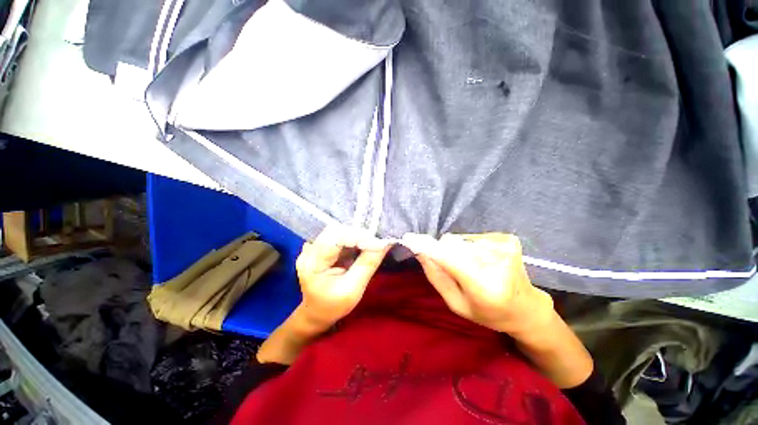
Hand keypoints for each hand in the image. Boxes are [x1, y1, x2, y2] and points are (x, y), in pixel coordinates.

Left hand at [295, 225, 390, 327]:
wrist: (317, 312)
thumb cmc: (333, 306)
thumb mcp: (353, 289)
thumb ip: (368, 264)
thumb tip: (385, 242)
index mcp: (312, 262)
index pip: (335, 238)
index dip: (358, 236)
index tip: (378, 243)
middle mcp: (310, 250)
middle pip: (337, 230)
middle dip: (359, 234)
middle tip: (377, 243)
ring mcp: (314, 246)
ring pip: (339, 230)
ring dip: (357, 236)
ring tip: (371, 245)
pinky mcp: (321, 246)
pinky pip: (340, 235)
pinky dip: (354, 238)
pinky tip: (362, 246)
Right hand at [402, 233, 553, 336]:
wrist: (527, 308)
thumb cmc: (489, 313)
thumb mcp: (457, 304)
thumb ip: (437, 277)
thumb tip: (421, 252)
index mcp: (485, 287)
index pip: (449, 259)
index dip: (428, 247)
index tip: (409, 238)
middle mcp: (497, 263)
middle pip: (452, 244)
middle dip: (444, 252)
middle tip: (454, 269)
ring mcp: (505, 247)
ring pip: (460, 239)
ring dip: (457, 250)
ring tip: (471, 266)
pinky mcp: (508, 238)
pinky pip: (472, 236)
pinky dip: (470, 246)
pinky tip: (481, 260)